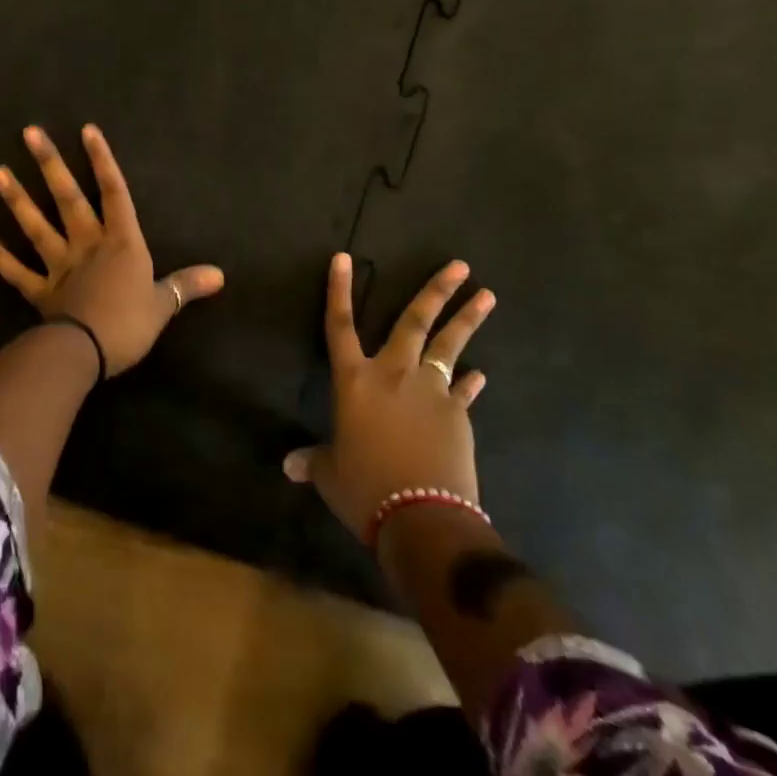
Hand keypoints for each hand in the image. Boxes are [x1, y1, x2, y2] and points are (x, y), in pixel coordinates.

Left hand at [0, 124, 223, 375]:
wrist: (87, 353)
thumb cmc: (129, 324)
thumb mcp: (163, 305)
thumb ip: (186, 285)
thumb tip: (221, 274)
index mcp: (121, 243)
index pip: (114, 192)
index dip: (102, 160)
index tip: (86, 129)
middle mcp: (87, 245)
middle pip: (68, 198)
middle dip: (50, 164)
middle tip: (29, 132)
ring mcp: (59, 266)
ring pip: (36, 226)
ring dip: (17, 199)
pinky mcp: (39, 291)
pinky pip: (15, 271)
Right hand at [285, 254, 495, 538]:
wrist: (422, 518)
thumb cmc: (365, 489)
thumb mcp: (330, 474)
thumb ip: (313, 461)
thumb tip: (288, 467)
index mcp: (354, 380)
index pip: (339, 325)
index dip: (338, 290)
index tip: (342, 257)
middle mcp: (394, 373)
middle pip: (414, 321)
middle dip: (437, 290)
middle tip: (461, 265)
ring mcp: (431, 391)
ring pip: (449, 345)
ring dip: (468, 319)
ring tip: (488, 295)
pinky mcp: (457, 414)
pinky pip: (463, 390)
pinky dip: (470, 382)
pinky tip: (480, 375)